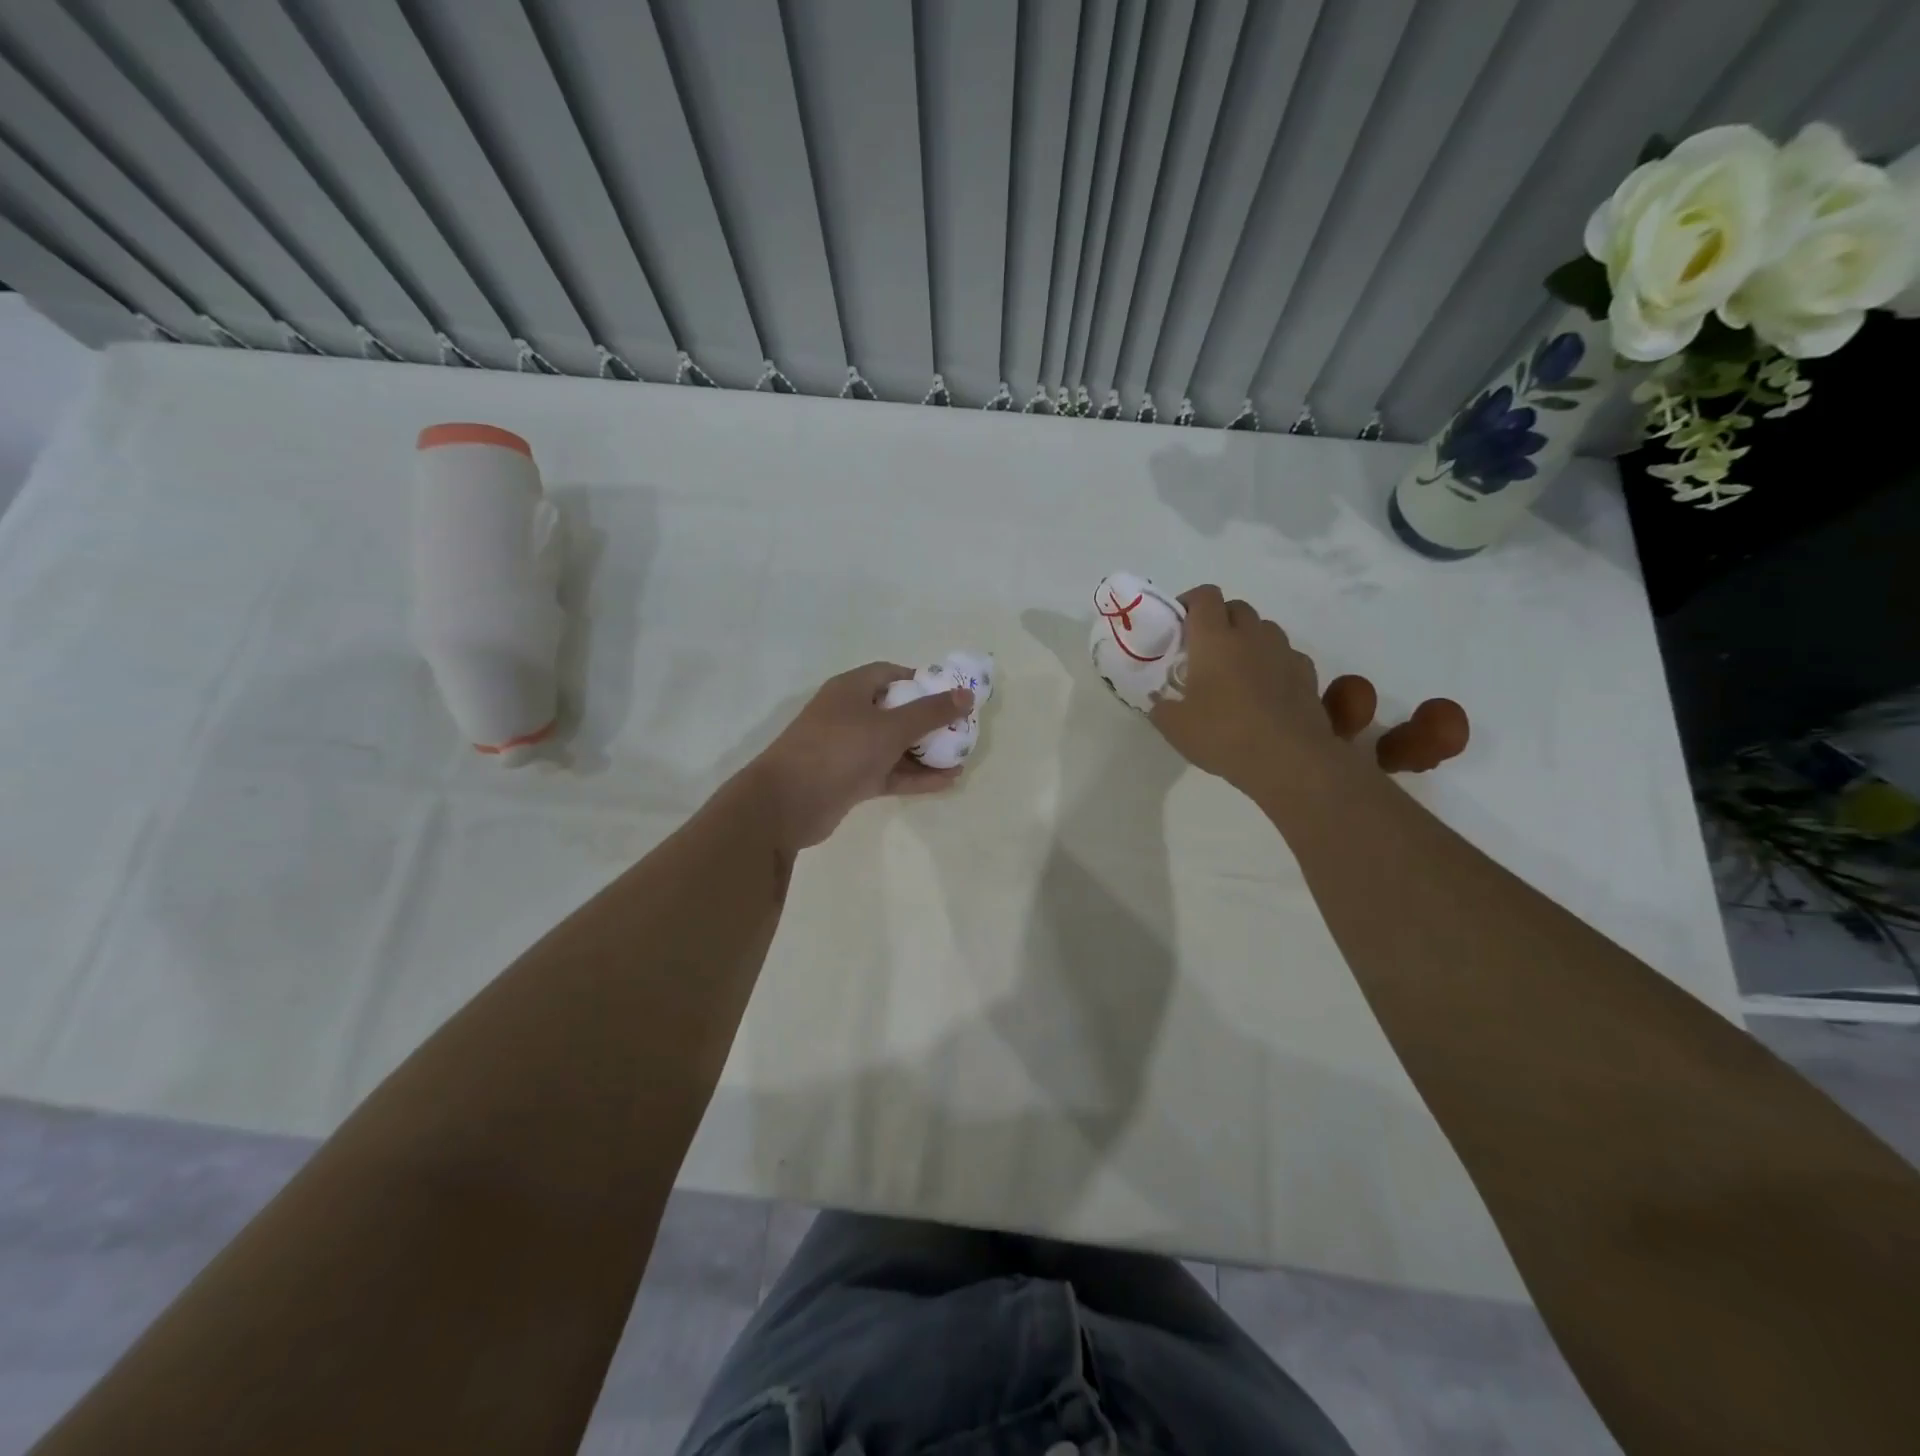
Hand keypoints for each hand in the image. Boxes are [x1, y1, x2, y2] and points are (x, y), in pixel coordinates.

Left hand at [749, 663, 973, 850]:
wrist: (787, 803)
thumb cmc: (839, 750)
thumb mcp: (891, 727)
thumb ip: (931, 712)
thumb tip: (966, 695)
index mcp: (851, 689)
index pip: (891, 674)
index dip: (922, 681)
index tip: (950, 694)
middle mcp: (848, 714)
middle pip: (895, 711)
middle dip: (928, 720)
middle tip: (960, 729)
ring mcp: (848, 749)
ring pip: (893, 745)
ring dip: (925, 752)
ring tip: (961, 759)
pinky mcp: (850, 780)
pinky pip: (889, 772)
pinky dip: (914, 776)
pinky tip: (946, 782)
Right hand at [1149, 585, 1330, 794]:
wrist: (1289, 760)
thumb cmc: (1223, 735)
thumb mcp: (1174, 727)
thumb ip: (1161, 707)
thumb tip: (1160, 702)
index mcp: (1214, 639)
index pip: (1205, 597)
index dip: (1190, 602)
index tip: (1178, 623)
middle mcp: (1251, 636)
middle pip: (1237, 607)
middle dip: (1220, 620)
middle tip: (1204, 650)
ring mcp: (1284, 653)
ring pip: (1265, 629)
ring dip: (1248, 640)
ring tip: (1236, 670)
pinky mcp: (1308, 675)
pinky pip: (1287, 655)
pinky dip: (1274, 663)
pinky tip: (1265, 690)